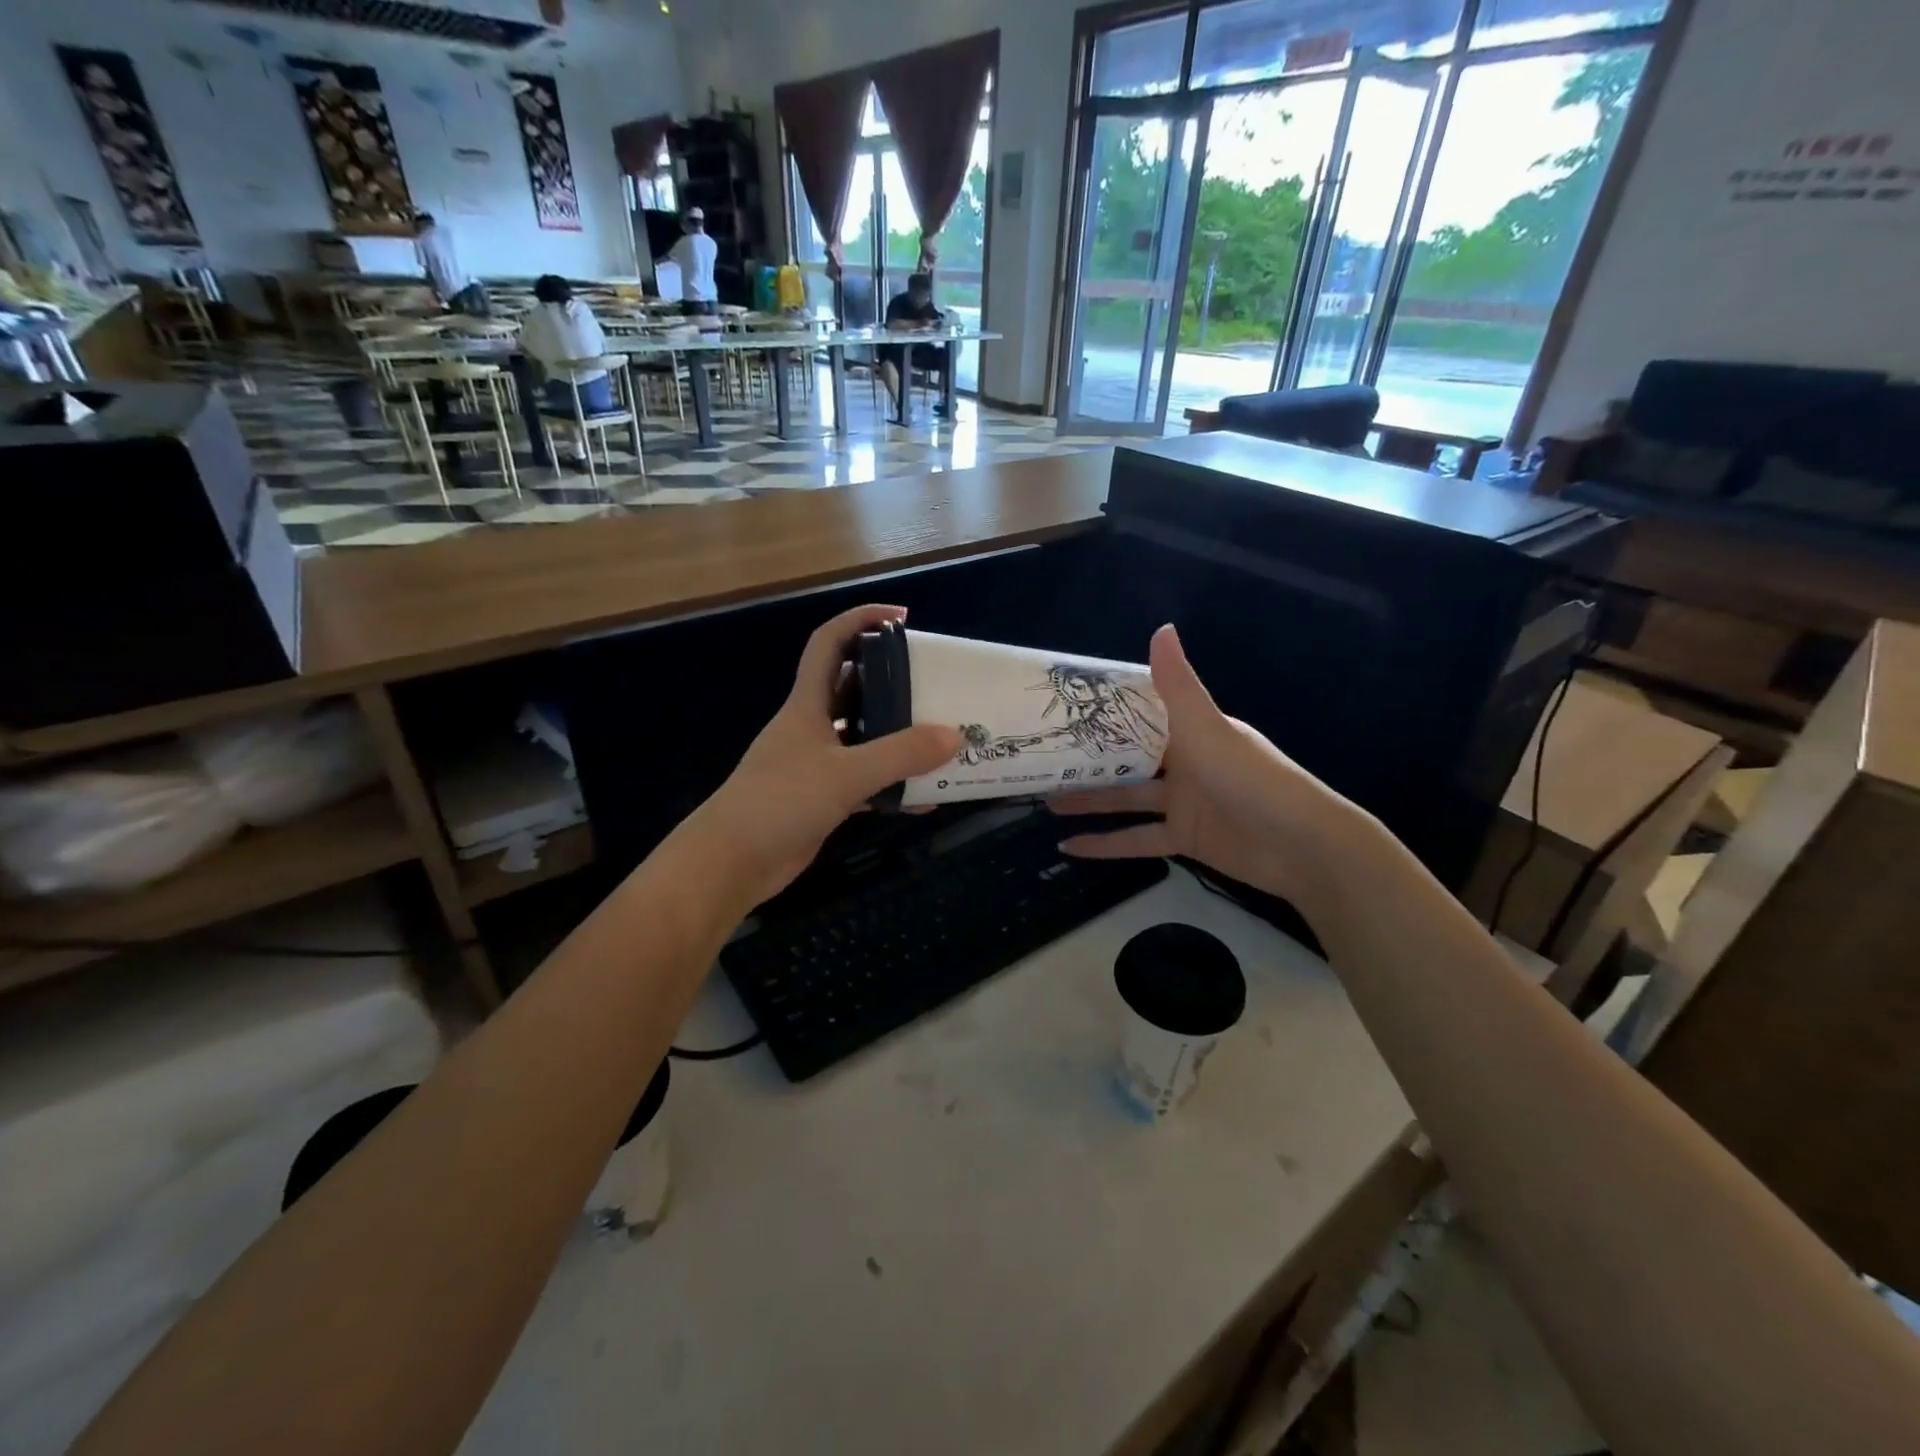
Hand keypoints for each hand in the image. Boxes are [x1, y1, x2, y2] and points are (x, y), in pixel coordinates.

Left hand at [693, 605, 961, 906]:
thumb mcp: (846, 774)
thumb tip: (955, 736)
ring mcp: (815, 764)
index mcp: (807, 704)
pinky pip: (865, 782)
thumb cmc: (780, 802)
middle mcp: (811, 727)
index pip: (830, 643)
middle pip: (853, 688)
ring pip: (863, 738)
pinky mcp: (821, 799)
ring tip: (939, 738)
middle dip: (891, 680)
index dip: (861, 620)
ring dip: (896, 737)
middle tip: (933, 683)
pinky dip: (892, 786)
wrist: (731, 862)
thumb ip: (900, 755)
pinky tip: (922, 799)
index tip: (902, 618)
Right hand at [1050, 625, 1365, 909]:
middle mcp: (1184, 762)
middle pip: (1126, 759)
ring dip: (1088, 801)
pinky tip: (1068, 848)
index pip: (1140, 715)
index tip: (1061, 710)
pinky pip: (1137, 840)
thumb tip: (1161, 628)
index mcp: (1190, 730)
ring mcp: (1183, 803)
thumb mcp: (1207, 728)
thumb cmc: (1251, 778)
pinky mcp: (1183, 839)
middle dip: (1087, 760)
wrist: (1302, 846)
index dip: (1103, 712)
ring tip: (1044, 800)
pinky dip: (1106, 845)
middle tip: (1042, 759)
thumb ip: (1178, 685)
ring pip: (1125, 799)